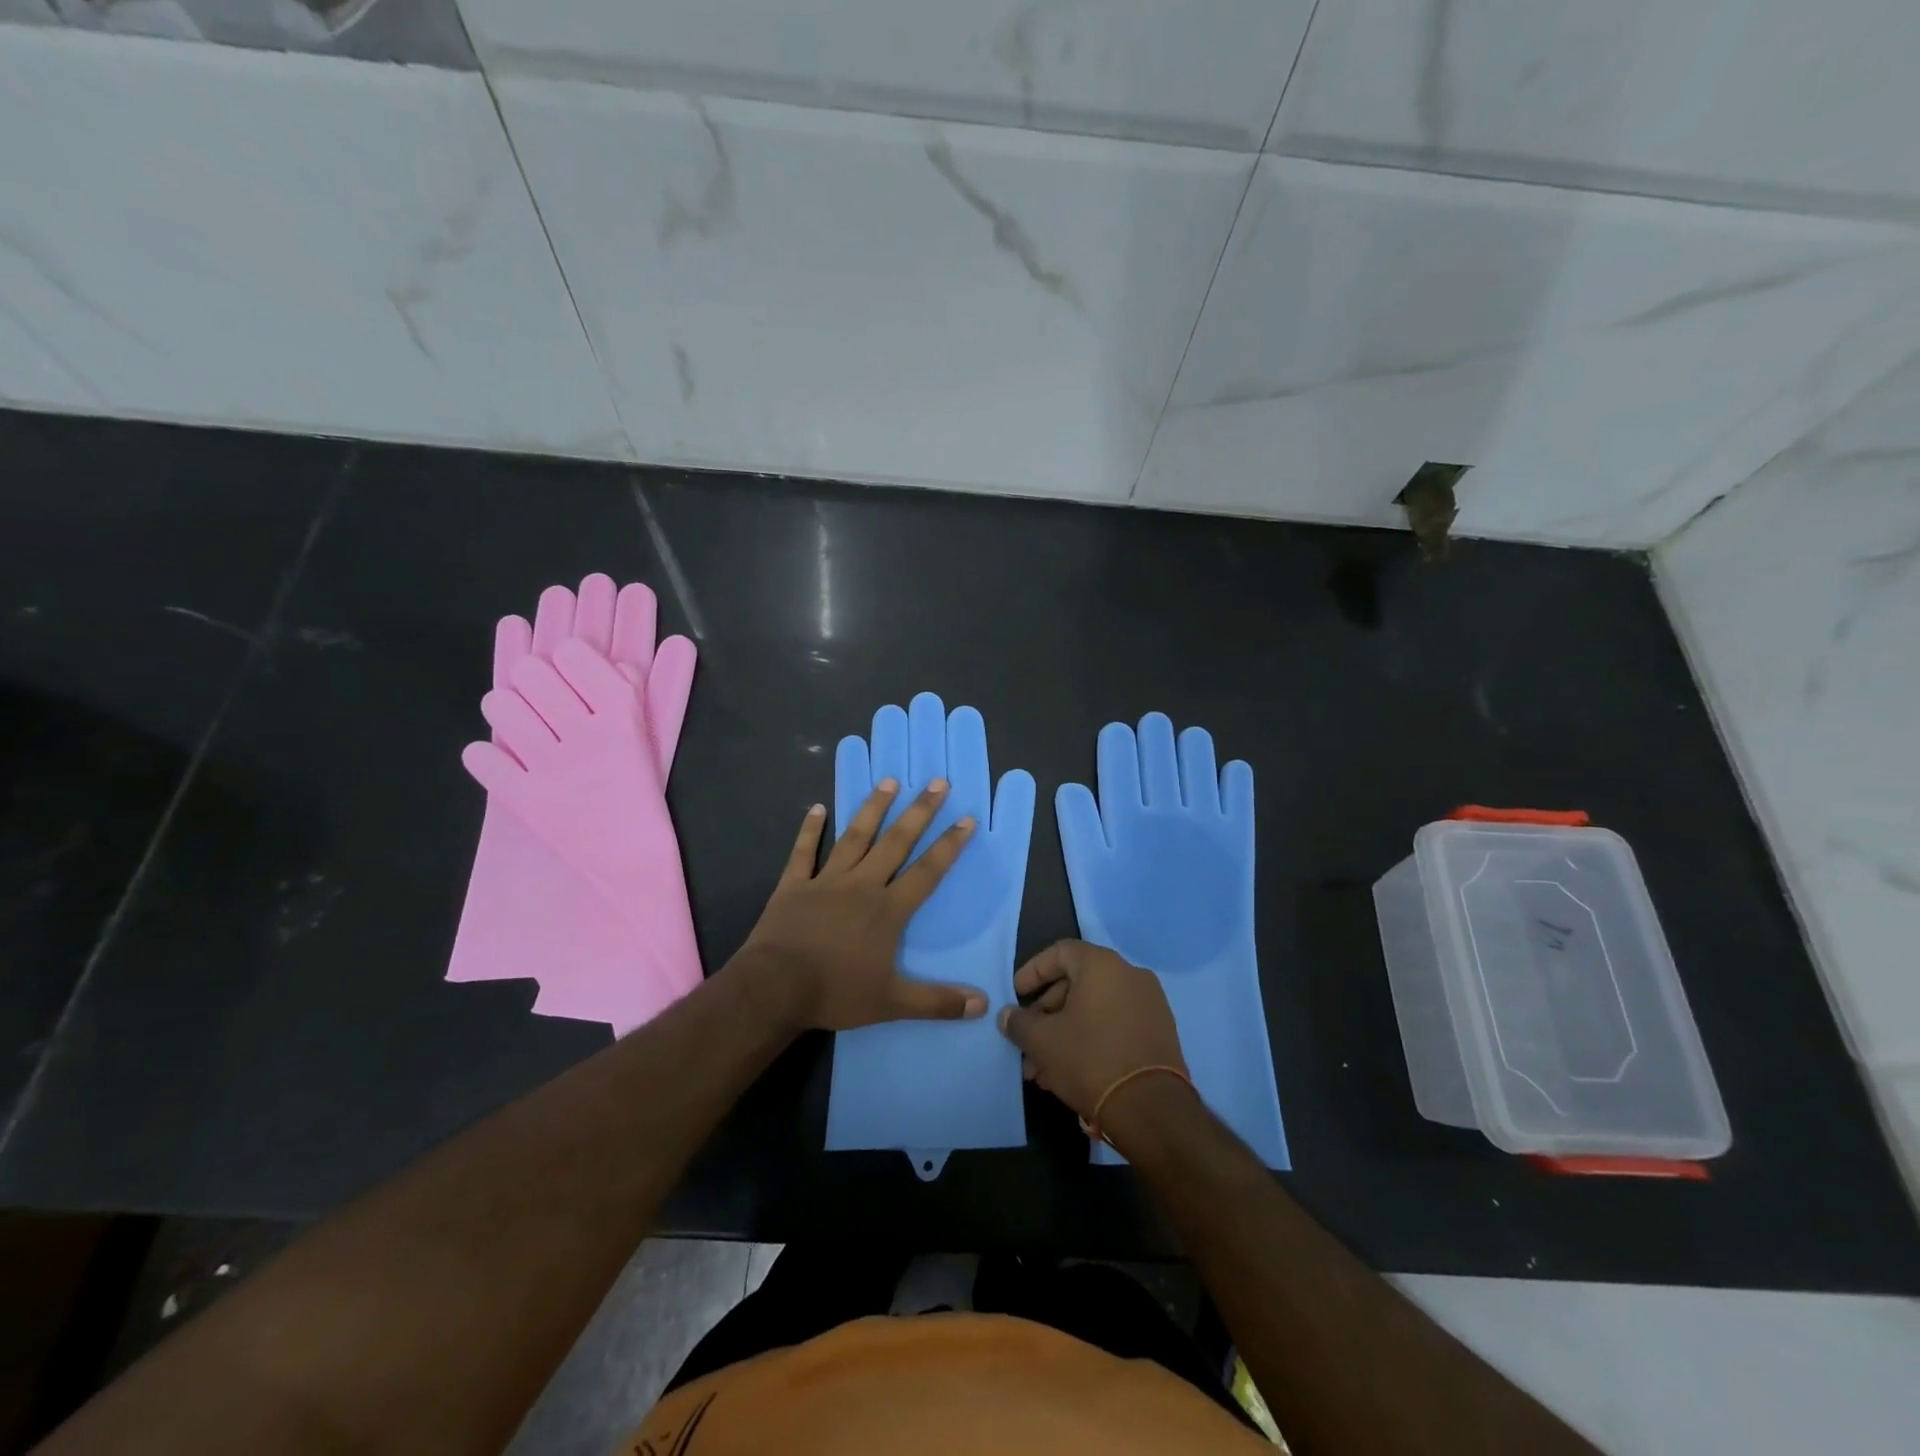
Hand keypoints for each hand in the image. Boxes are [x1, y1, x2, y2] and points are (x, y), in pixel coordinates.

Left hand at [738, 779, 985, 1032]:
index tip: (965, 819)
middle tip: (936, 782)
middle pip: (896, 842)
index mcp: (887, 909)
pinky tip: (817, 807)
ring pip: (854, 837)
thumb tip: (983, 1005)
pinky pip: (803, 852)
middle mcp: (861, 885)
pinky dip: (810, 829)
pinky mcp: (793, 885)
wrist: (774, 988)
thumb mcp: (891, 1003)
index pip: (927, 871)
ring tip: (889, 781)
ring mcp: (825, 880)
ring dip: (873, 808)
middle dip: (919, 811)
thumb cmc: (835, 992)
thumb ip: (937, 1002)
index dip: (949, 846)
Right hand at [998, 940, 1190, 1130]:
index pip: (1060, 952)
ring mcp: (1149, 1004)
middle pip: (1077, 983)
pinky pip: (1115, 1024)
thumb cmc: (1090, 1060)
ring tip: (1041, 1068)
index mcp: (1102, 965)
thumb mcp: (1042, 1041)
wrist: (1151, 1109)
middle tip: (1027, 1041)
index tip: (1016, 996)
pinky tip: (1068, 1072)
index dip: (1033, 972)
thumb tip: (1007, 1015)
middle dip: (1046, 1014)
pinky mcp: (1160, 1032)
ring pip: (1094, 1009)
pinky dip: (1090, 1039)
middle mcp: (1130, 975)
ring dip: (1065, 1032)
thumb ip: (1019, 1023)